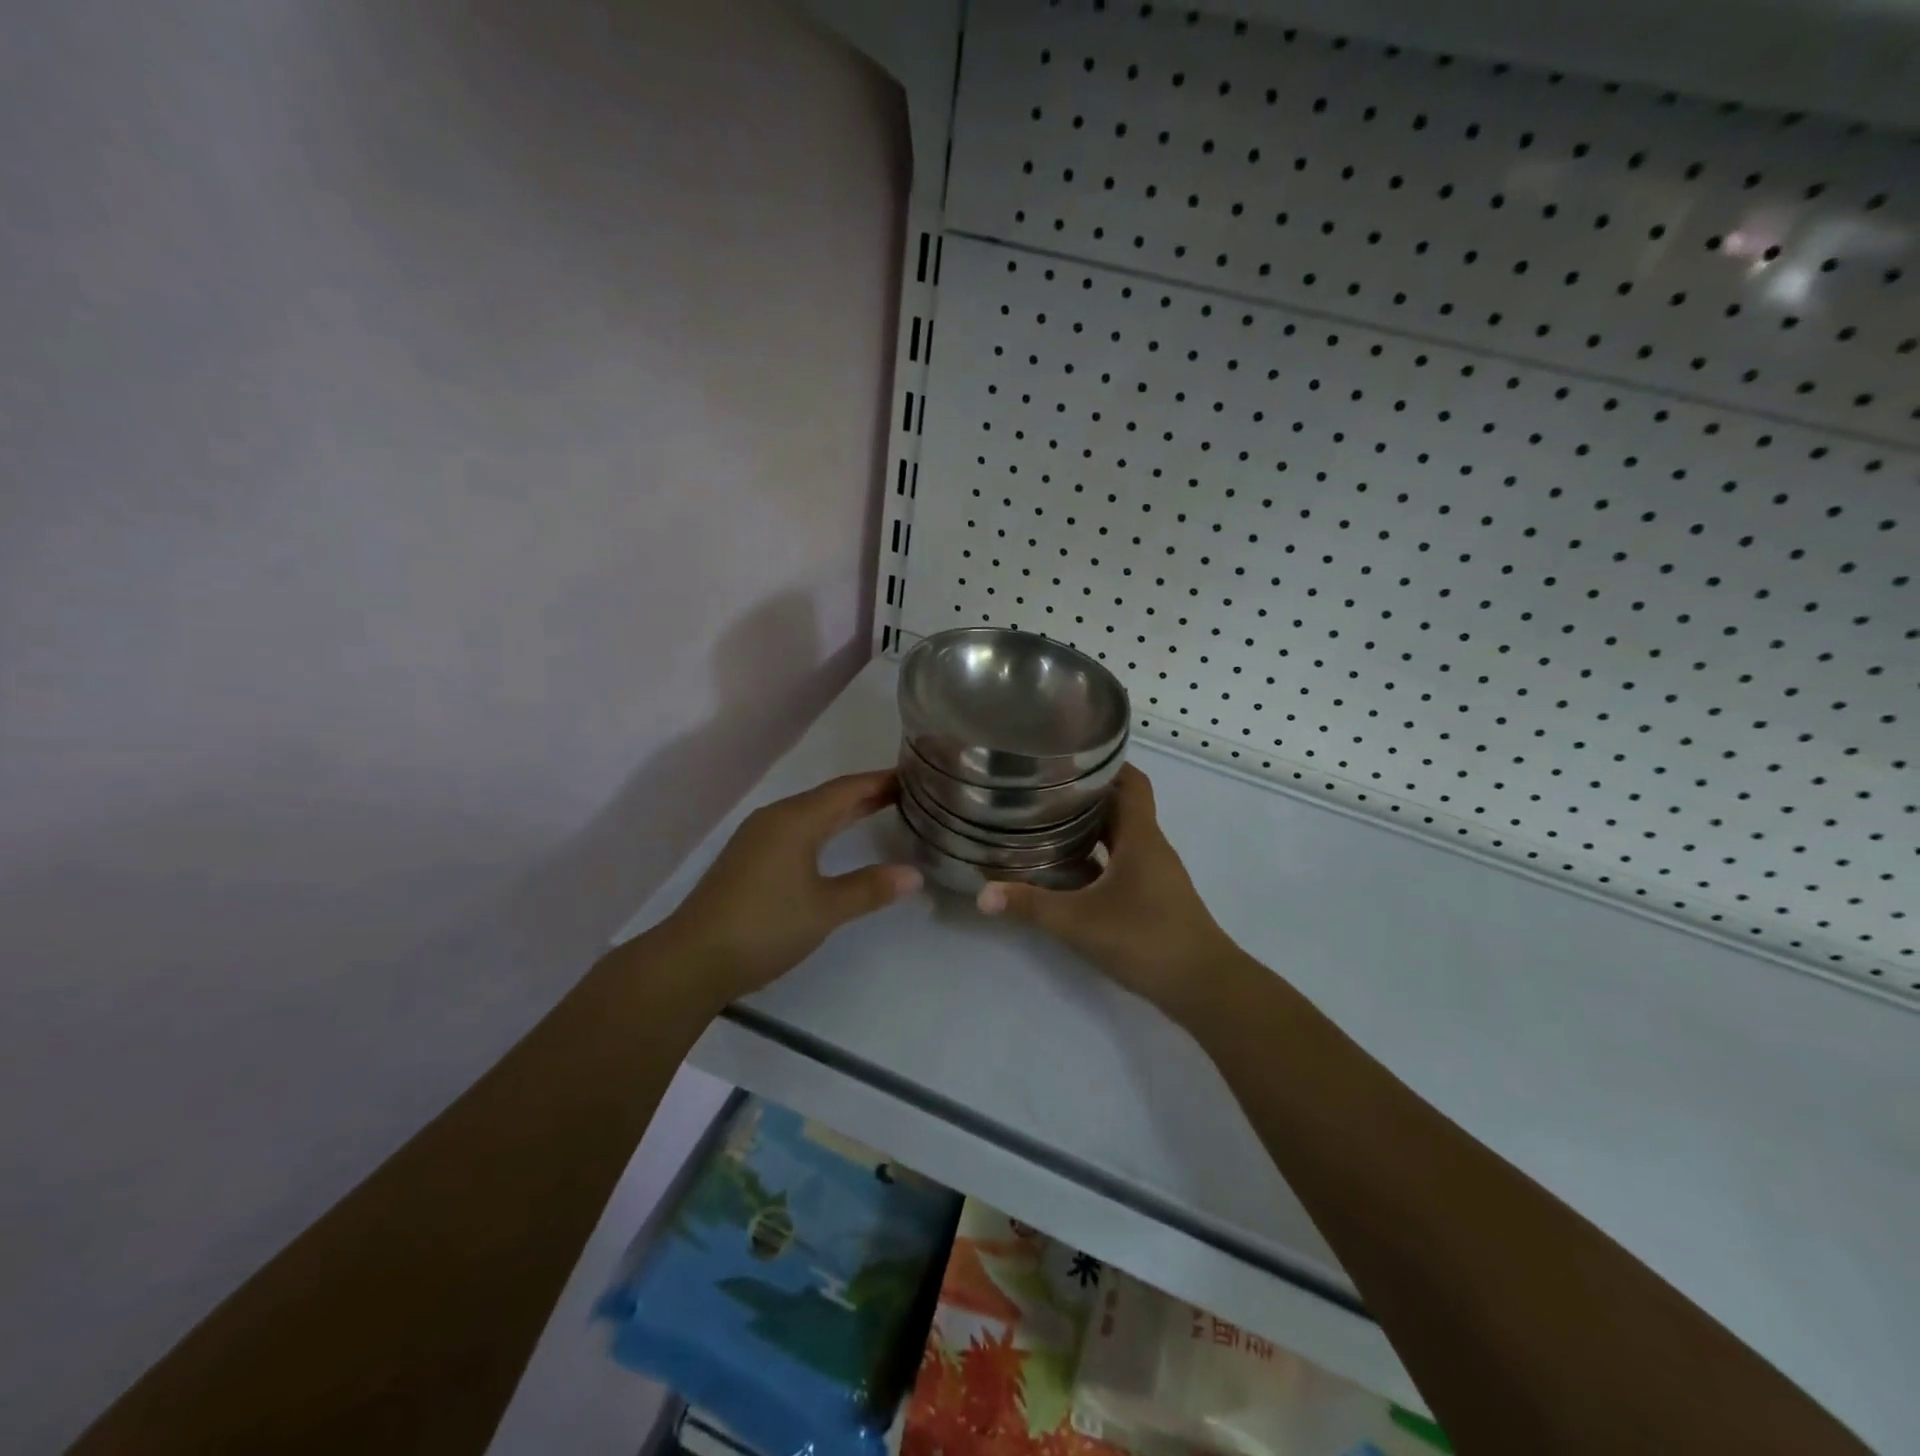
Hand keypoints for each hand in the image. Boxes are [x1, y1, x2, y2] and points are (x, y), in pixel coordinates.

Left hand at [664, 770, 921, 1005]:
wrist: (693, 959)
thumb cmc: (765, 926)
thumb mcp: (825, 909)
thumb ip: (870, 888)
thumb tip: (915, 875)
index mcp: (795, 820)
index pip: (847, 789)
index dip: (880, 781)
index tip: (914, 775)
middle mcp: (775, 819)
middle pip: (828, 797)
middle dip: (866, 793)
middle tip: (906, 792)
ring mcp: (757, 838)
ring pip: (810, 813)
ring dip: (844, 810)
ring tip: (879, 810)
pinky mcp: (748, 859)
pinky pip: (795, 829)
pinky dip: (823, 828)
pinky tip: (832, 842)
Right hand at [976, 764, 1241, 1020]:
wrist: (1204, 986)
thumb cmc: (1146, 939)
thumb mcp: (1079, 921)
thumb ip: (1030, 905)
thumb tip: (982, 894)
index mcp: (1140, 837)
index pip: (1131, 782)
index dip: (1106, 765)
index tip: (1069, 757)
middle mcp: (1151, 847)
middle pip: (1121, 807)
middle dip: (1086, 796)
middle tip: (1042, 790)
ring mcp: (1155, 874)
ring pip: (1121, 837)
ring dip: (1091, 829)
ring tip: (1048, 825)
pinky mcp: (1154, 897)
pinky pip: (1123, 863)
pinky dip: (1098, 859)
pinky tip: (1069, 873)